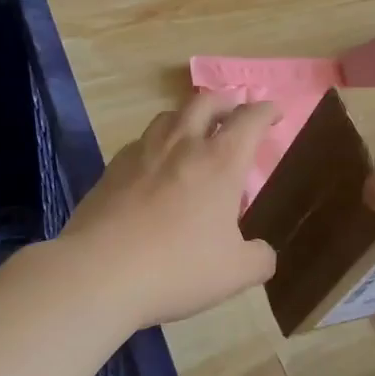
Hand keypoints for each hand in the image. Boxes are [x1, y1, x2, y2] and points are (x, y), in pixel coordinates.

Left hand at [58, 93, 279, 327]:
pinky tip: (155, 166)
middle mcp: (182, 145)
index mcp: (220, 161)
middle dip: (226, 102)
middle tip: (234, 114)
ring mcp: (142, 152)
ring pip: (169, 116)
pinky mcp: (112, 169)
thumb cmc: (178, 267)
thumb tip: (262, 252)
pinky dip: (157, 144)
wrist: (99, 273)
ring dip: (188, 117)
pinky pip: (141, 142)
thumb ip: (259, 258)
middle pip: (205, 102)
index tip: (274, 114)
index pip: (250, 119)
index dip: (266, 111)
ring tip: (194, 134)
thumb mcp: (235, 273)